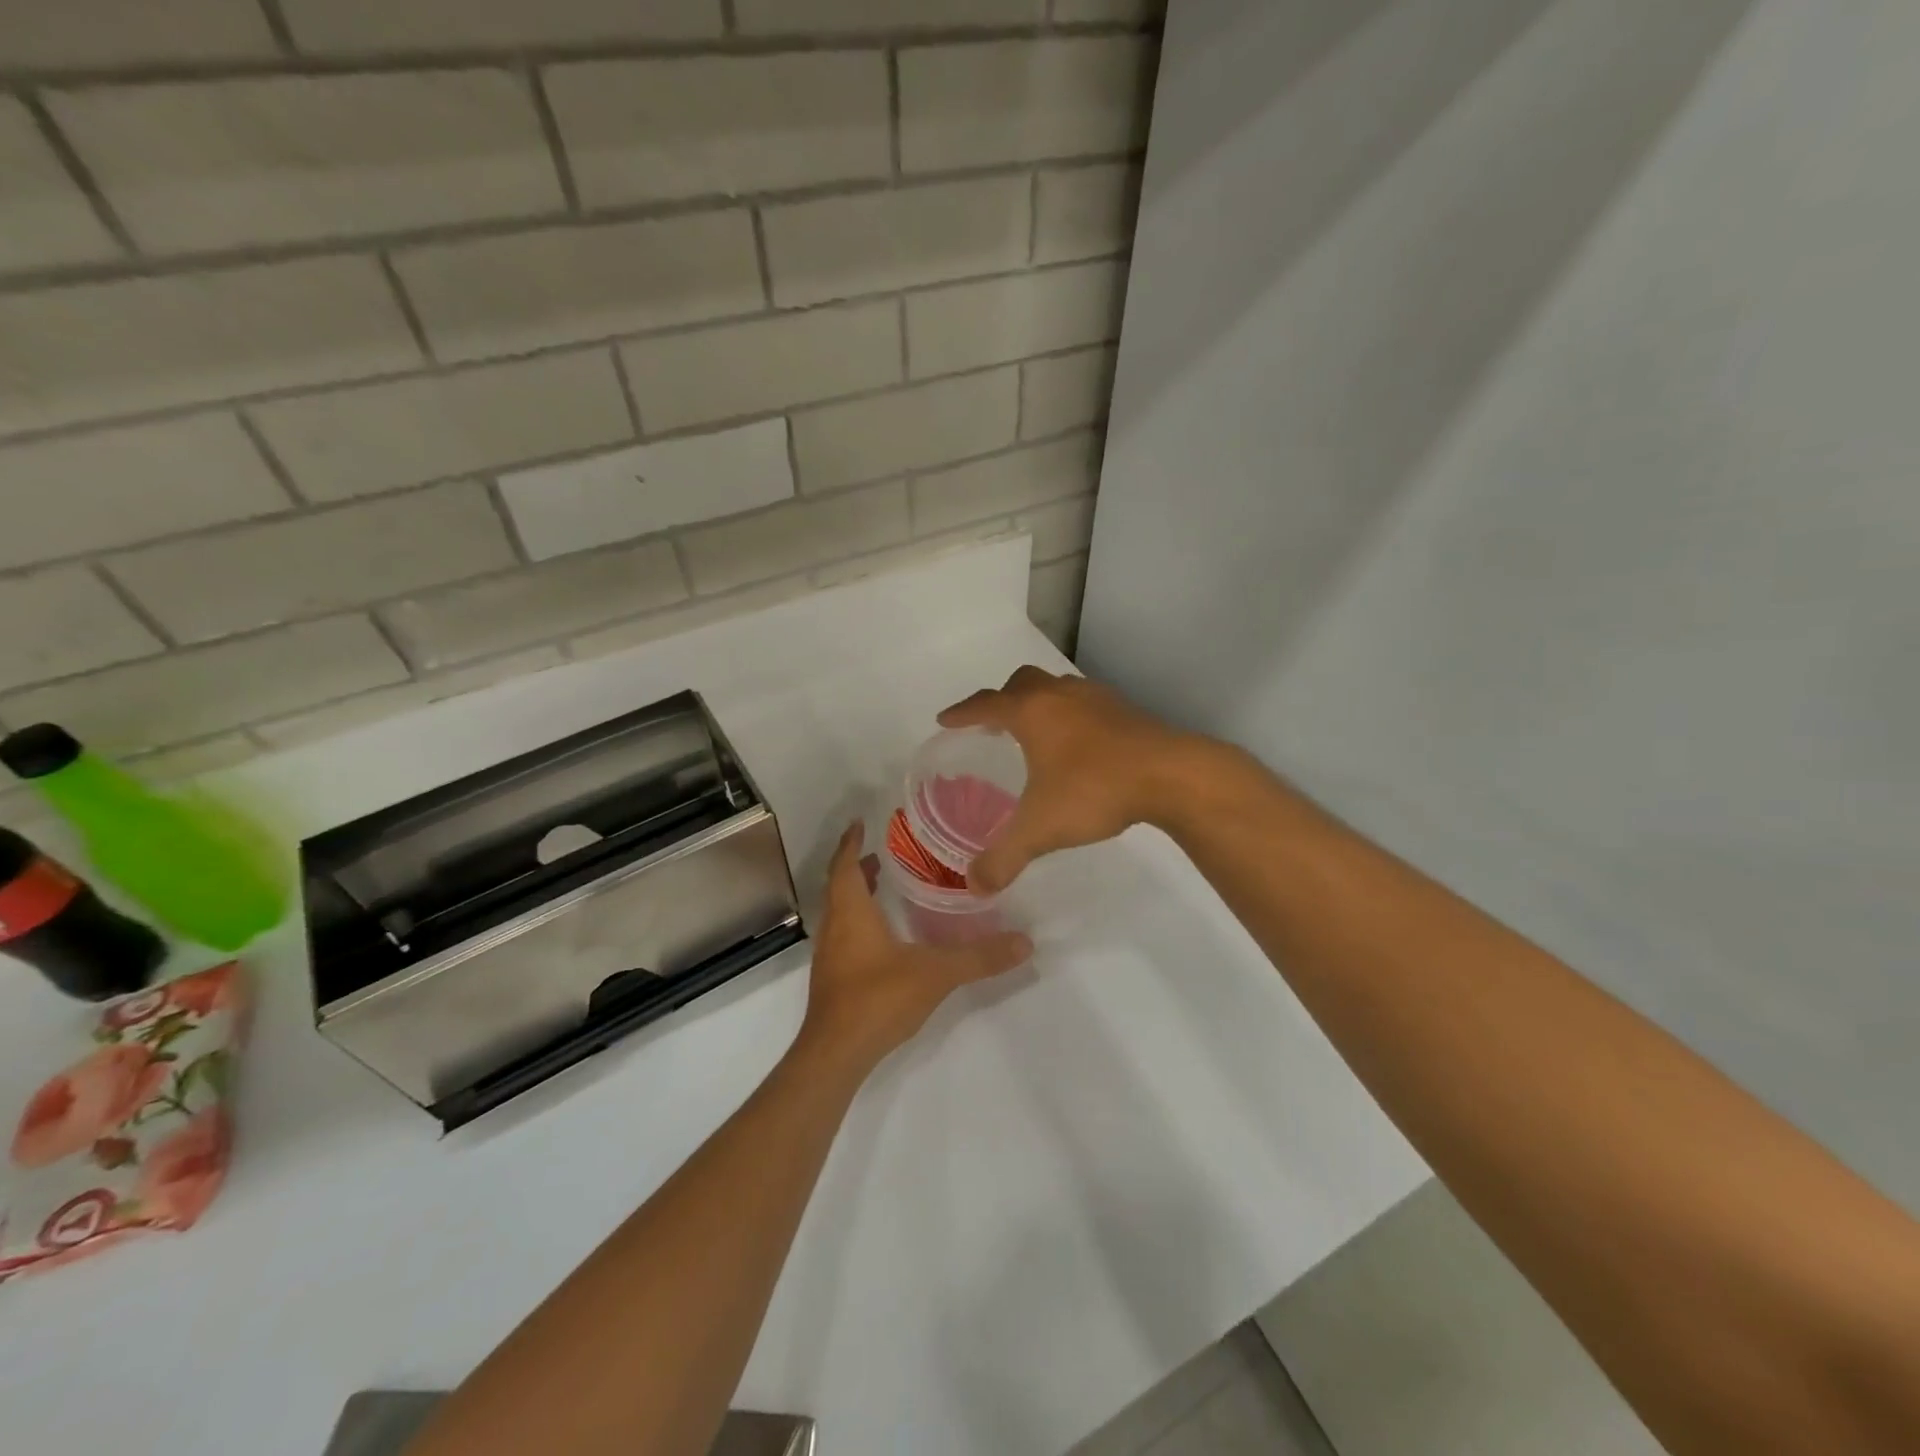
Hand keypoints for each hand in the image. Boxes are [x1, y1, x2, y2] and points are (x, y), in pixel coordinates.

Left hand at [797, 822, 1031, 1075]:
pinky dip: (858, 920)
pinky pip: (843, 935)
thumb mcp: (936, 973)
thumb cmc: (878, 999)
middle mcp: (835, 928)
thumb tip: (1024, 941)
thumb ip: (979, 956)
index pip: (845, 865)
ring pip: (839, 912)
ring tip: (882, 885)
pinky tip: (881, 936)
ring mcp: (830, 956)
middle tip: (881, 853)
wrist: (835, 1054)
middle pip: (839, 886)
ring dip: (856, 894)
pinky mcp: (833, 979)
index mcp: (851, 913)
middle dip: (857, 866)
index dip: (851, 842)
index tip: (861, 823)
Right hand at [938, 666, 1210, 892]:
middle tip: (992, 724)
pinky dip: (1070, 715)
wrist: (1170, 775)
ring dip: (1039, 703)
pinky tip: (1078, 745)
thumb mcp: (1041, 829)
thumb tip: (975, 886)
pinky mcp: (1125, 709)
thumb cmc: (1094, 790)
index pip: (985, 704)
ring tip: (1035, 733)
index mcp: (1031, 712)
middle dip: (1002, 700)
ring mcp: (1096, 698)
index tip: (945, 719)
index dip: (961, 712)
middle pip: (1021, 683)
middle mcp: (1060, 695)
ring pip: (1056, 688)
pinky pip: (1085, 703)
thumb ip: (1004, 858)